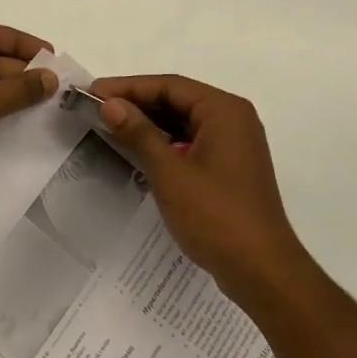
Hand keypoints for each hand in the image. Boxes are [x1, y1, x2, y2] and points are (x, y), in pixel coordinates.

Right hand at [90, 74, 311, 309]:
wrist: (262, 271)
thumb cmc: (216, 216)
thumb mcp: (170, 173)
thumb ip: (139, 133)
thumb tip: (110, 104)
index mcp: (224, 110)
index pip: (170, 86)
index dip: (129, 87)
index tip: (94, 91)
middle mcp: (233, 119)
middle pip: (178, 100)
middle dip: (138, 103)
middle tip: (96, 108)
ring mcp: (234, 144)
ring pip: (184, 121)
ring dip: (150, 123)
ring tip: (111, 126)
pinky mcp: (230, 167)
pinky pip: (191, 141)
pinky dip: (165, 142)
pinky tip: (138, 151)